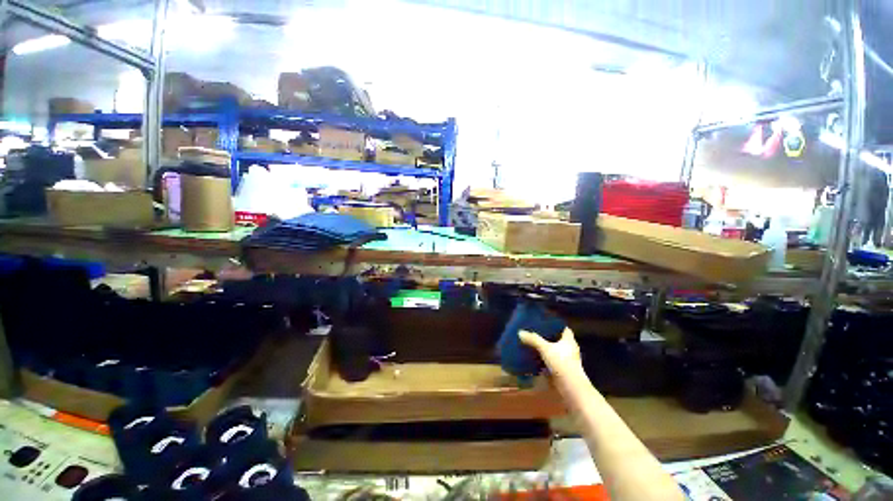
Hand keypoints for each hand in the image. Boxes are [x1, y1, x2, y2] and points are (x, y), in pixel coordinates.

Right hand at [519, 327, 581, 377]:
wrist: (570, 387)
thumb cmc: (561, 363)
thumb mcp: (545, 348)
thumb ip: (533, 339)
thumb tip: (520, 332)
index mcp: (569, 340)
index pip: (563, 328)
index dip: (554, 324)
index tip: (544, 322)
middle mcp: (569, 349)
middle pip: (557, 339)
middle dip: (546, 336)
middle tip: (534, 331)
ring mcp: (565, 360)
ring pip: (553, 351)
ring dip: (544, 348)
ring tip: (531, 343)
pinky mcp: (561, 370)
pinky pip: (550, 361)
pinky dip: (542, 359)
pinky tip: (533, 357)